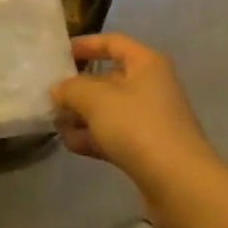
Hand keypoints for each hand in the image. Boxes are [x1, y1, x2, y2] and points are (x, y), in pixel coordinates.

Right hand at [51, 34, 222, 227]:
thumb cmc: (139, 127)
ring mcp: (149, 119)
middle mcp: (150, 86)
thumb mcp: (97, 100)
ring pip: (108, 109)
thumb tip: (58, 89)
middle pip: (108, 78)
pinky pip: (113, 135)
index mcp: (146, 64)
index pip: (113, 43)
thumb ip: (72, 89)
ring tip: (53, 122)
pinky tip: (70, 144)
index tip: (60, 53)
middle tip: (48, 95)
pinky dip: (92, 137)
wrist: (180, 184)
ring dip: (82, 115)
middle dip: (78, 87)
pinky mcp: (146, 149)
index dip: (86, 44)